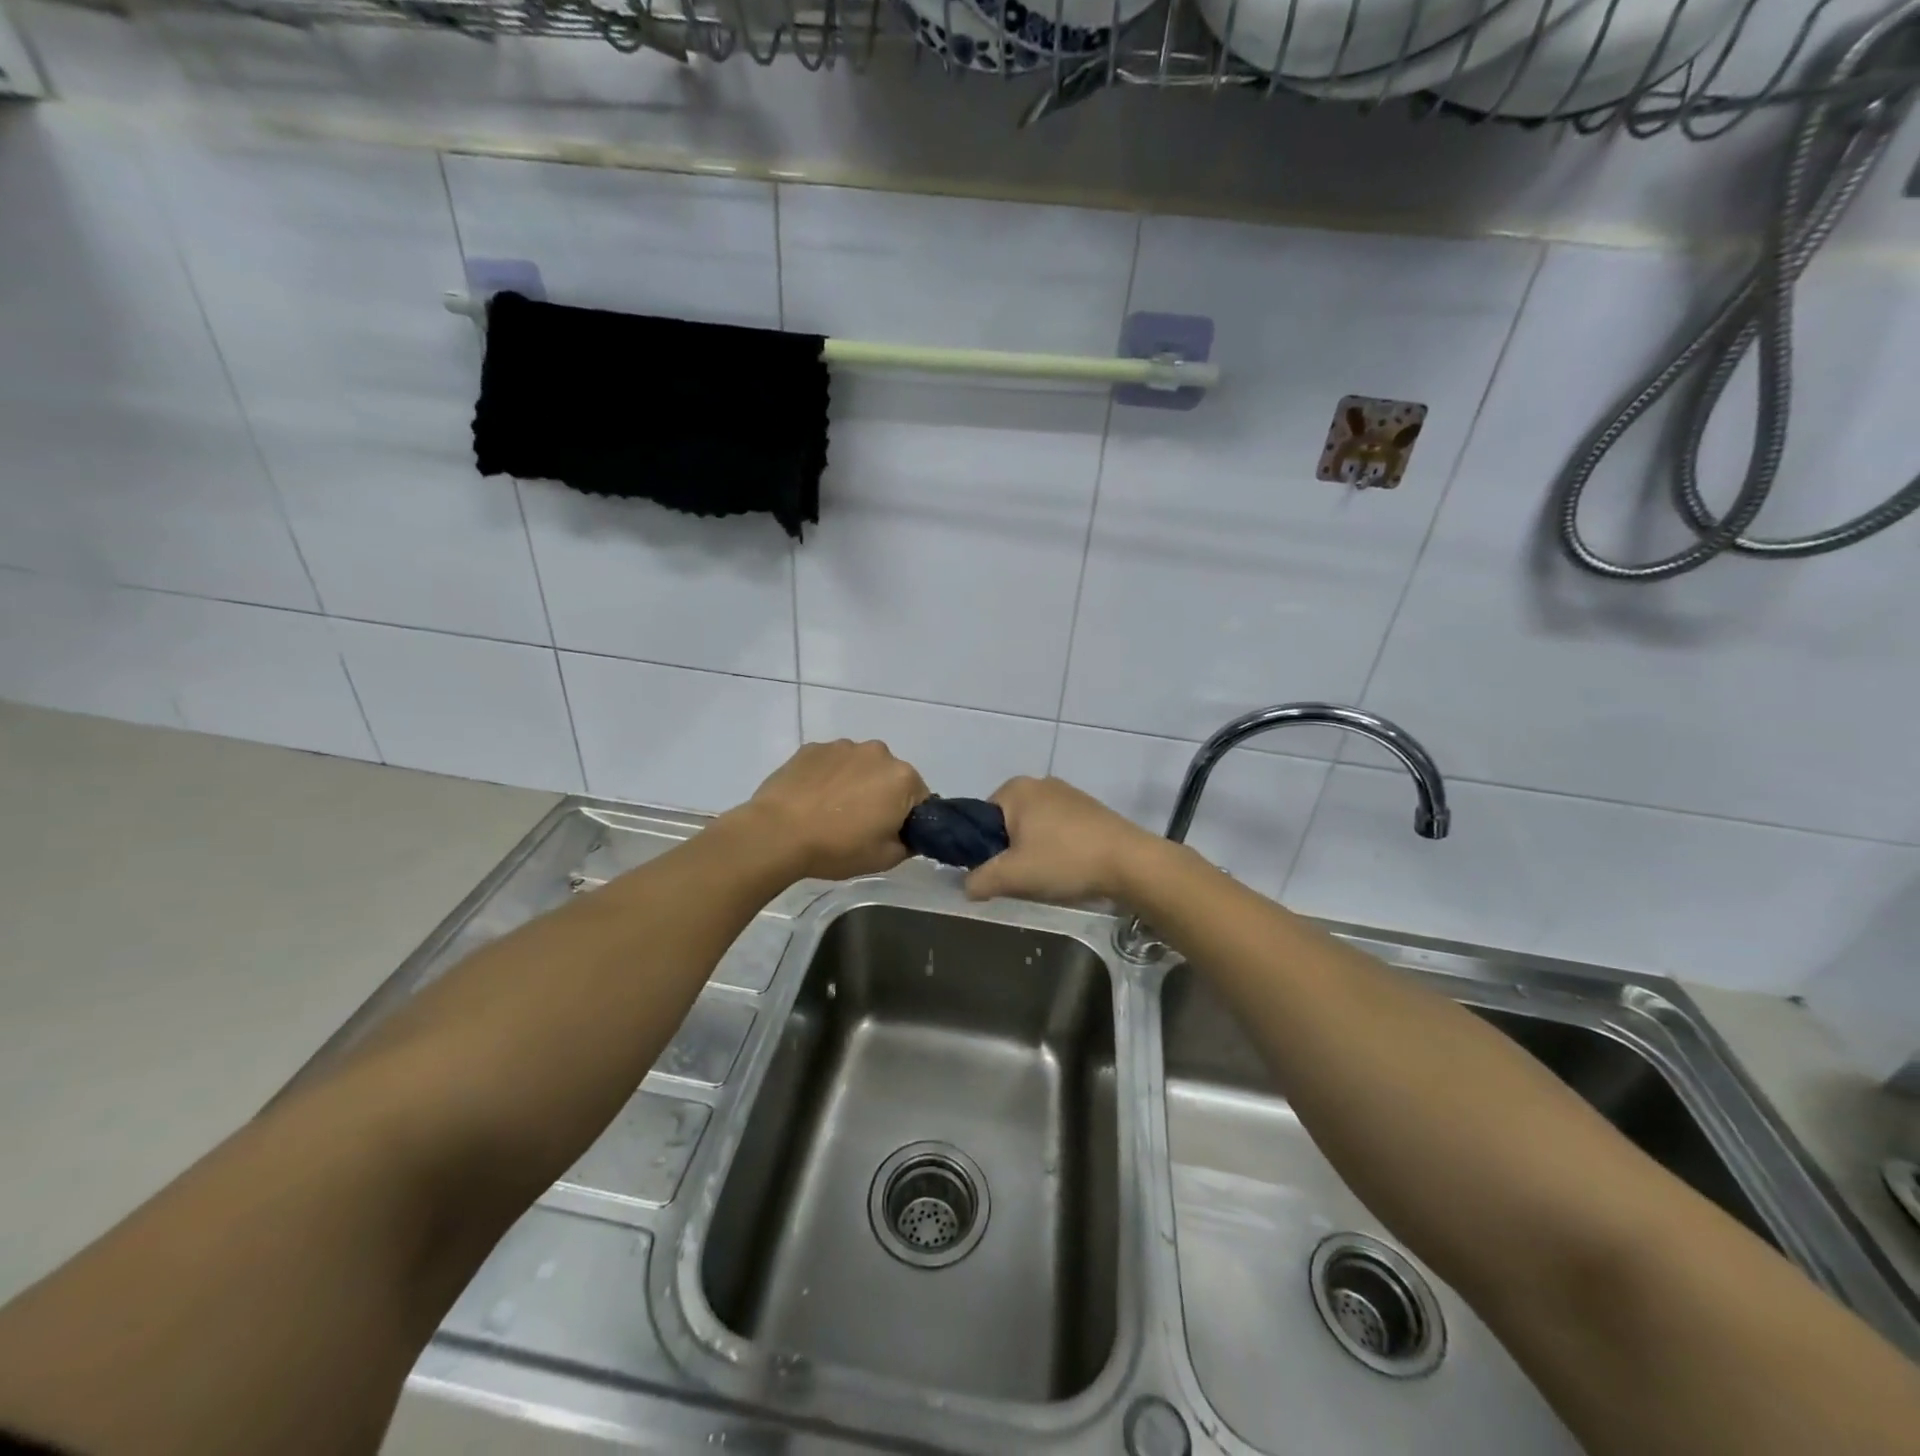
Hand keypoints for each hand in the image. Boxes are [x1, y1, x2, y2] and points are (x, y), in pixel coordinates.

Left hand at [736, 740, 930, 881]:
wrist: (776, 833)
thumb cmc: (837, 847)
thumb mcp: (885, 859)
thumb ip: (909, 843)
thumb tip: (909, 834)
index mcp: (903, 778)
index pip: (920, 798)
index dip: (908, 819)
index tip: (889, 834)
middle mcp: (878, 752)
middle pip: (890, 777)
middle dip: (882, 796)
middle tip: (860, 825)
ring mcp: (843, 746)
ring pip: (860, 767)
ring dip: (855, 783)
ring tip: (831, 811)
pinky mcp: (813, 747)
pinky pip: (831, 763)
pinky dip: (828, 777)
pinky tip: (812, 800)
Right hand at [964, 776, 1160, 904]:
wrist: (1130, 862)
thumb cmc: (1064, 860)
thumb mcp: (1012, 876)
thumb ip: (979, 880)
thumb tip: (967, 886)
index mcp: (1015, 788)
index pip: (980, 819)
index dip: (983, 849)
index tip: (997, 873)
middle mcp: (1039, 783)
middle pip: (1007, 824)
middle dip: (1010, 852)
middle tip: (1021, 879)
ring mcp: (1068, 794)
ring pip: (1034, 829)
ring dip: (1034, 853)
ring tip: (1048, 878)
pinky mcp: (1089, 809)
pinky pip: (1058, 830)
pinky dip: (1057, 849)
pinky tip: (1068, 869)